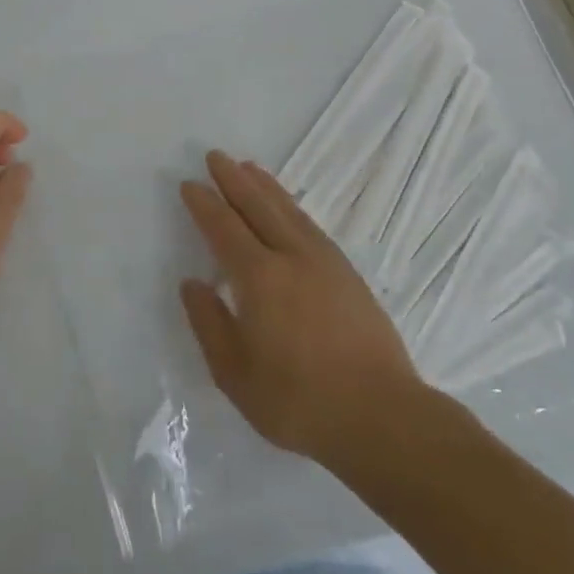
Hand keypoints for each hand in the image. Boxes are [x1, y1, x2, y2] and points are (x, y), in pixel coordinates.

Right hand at [179, 151, 445, 469]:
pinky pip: (310, 224)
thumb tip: (192, 283)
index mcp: (260, 278)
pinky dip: (291, 206)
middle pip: (258, 206)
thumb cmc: (299, 401)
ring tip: (248, 167)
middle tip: (216, 156)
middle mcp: (291, 257)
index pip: (224, 228)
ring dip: (265, 186)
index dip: (204, 204)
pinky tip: (288, 208)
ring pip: (288, 210)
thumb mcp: (235, 374)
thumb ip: (209, 324)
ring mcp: (325, 262)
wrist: (383, 418)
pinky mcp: (348, 274)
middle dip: (234, 179)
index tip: (190, 184)